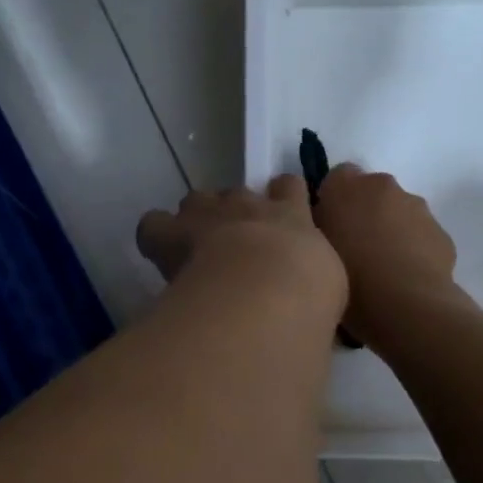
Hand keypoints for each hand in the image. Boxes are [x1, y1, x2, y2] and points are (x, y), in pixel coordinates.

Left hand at [137, 177, 344, 307]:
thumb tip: (307, 295)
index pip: (289, 187)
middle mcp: (250, 205)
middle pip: (237, 193)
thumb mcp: (327, 287)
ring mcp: (209, 213)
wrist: (267, 290)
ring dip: (196, 220)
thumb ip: (315, 280)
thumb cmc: (309, 295)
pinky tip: (161, 255)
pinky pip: (155, 225)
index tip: (277, 218)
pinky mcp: (173, 232)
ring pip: (197, 201)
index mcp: (293, 215)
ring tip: (194, 249)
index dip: (280, 197)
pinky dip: (156, 236)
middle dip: (233, 212)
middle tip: (234, 246)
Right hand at [312, 165, 458, 343]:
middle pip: (371, 191)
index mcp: (347, 186)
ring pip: (399, 212)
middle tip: (354, 247)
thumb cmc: (349, 276)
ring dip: (390, 229)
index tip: (330, 225)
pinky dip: (412, 248)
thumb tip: (324, 221)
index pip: (337, 176)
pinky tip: (404, 277)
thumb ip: (318, 226)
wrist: (406, 305)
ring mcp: (417, 208)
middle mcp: (383, 186)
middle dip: (364, 211)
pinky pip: (420, 235)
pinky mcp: (441, 233)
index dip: (333, 198)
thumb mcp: (316, 249)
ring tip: (381, 267)